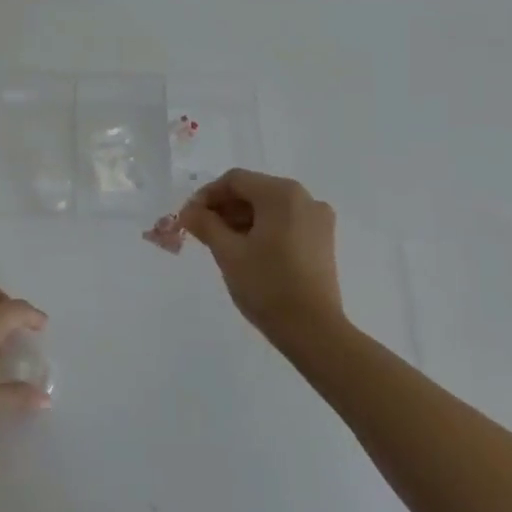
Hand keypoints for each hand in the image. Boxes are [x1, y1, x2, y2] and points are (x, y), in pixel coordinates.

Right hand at [178, 170, 343, 345]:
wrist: (313, 330)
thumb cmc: (267, 285)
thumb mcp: (228, 253)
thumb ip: (205, 224)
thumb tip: (189, 211)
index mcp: (281, 194)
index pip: (235, 180)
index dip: (207, 195)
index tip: (188, 217)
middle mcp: (304, 198)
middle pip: (254, 191)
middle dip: (224, 208)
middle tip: (201, 231)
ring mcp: (318, 220)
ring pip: (270, 208)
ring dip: (242, 219)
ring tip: (221, 243)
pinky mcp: (322, 240)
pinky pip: (285, 222)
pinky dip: (263, 229)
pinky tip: (247, 251)